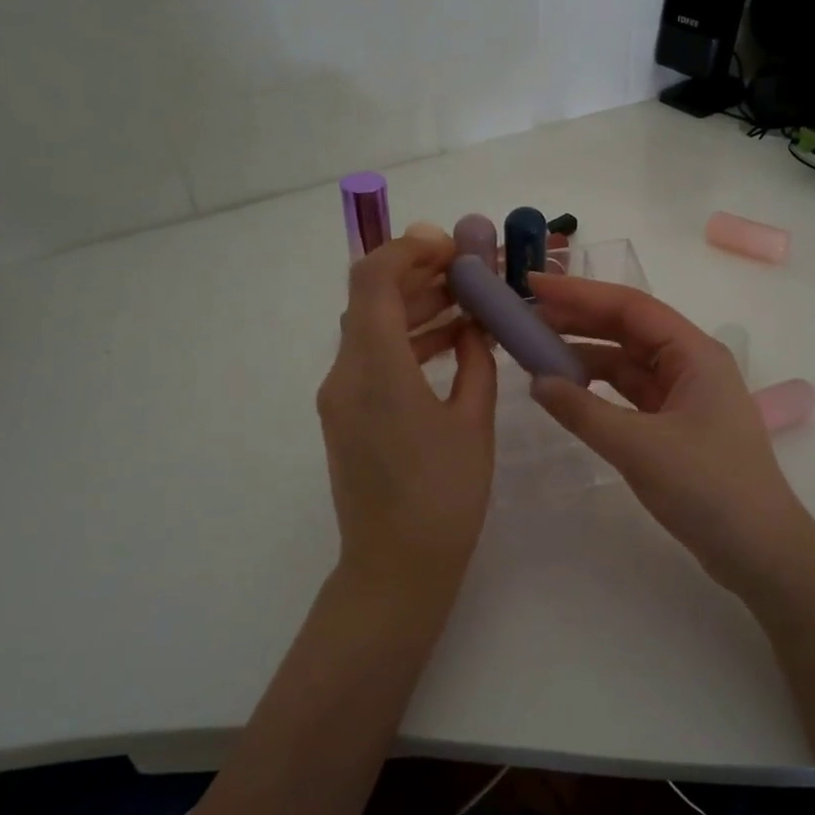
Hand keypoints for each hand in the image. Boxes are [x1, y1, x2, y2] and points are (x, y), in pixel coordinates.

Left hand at [317, 234, 497, 600]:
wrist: (395, 568)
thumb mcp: (472, 423)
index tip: (452, 246)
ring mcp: (340, 396)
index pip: (373, 280)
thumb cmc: (443, 497)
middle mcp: (345, 374)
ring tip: (469, 303)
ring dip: (415, 307)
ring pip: (372, 327)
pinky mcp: (346, 415)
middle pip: (371, 299)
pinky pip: (373, 358)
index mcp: (376, 369)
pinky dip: (407, 340)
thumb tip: (472, 328)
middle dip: (419, 275)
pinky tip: (450, 342)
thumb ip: (474, 363)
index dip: (409, 250)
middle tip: (470, 271)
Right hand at [526, 273, 814, 598]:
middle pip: (627, 330)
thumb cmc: (707, 487)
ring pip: (627, 364)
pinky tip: (567, 392)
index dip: (579, 293)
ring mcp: (685, 397)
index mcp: (694, 353)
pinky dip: (598, 391)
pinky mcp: (677, 427)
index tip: (534, 285)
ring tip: (535, 353)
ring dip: (585, 356)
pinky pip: (630, 395)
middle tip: (525, 316)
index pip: (630, 307)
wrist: (759, 551)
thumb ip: (582, 411)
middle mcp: (691, 365)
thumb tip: (537, 382)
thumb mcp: (638, 447)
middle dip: (577, 321)